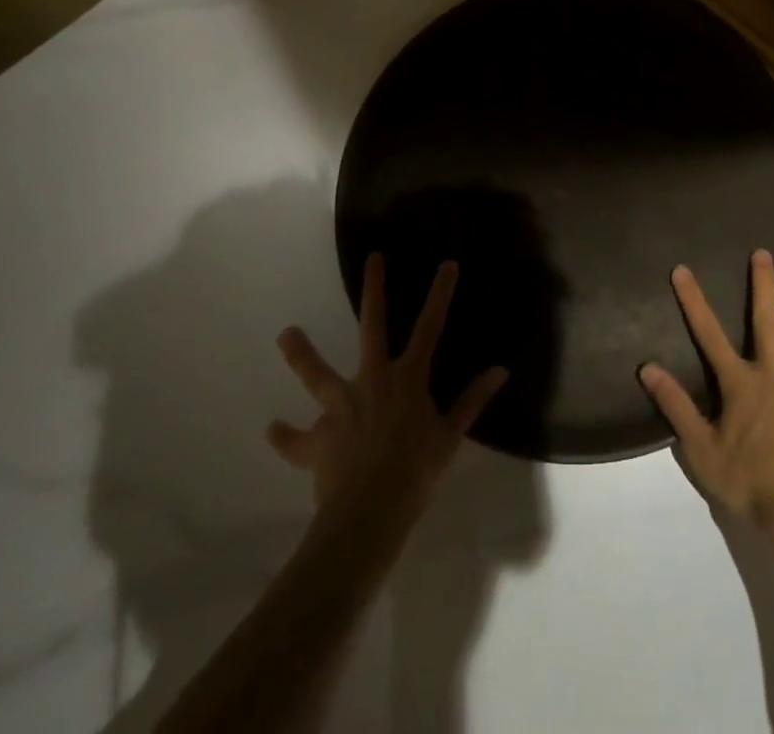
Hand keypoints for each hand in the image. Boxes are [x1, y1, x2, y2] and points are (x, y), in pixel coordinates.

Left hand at [268, 254, 506, 520]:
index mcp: (407, 379)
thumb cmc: (416, 472)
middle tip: (372, 259)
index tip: (447, 265)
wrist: (369, 514)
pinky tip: (274, 430)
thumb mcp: (450, 437)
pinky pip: (297, 440)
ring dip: (301, 354)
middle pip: (372, 326)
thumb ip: (471, 401)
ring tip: (285, 334)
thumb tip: (500, 371)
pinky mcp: (317, 439)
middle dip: (374, 290)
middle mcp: (372, 380)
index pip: (430, 328)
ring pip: (317, 374)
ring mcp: (340, 408)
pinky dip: (286, 437)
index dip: (440, 295)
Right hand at [641, 249, 773, 532]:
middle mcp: (773, 380)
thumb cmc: (745, 481)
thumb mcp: (700, 448)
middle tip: (764, 256)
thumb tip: (649, 368)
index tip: (683, 270)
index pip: (709, 335)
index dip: (694, 302)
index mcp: (740, 384)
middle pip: (768, 326)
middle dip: (764, 289)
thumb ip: (676, 406)